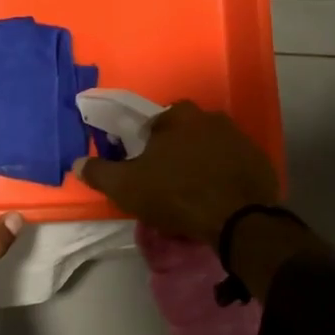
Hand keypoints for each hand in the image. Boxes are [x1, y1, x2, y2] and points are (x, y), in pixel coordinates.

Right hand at [71, 100, 279, 244]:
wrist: (238, 219)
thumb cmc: (176, 195)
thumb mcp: (126, 187)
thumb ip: (99, 172)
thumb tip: (76, 163)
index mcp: (177, 116)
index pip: (153, 125)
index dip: (144, 147)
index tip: (142, 169)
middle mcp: (210, 117)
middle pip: (183, 134)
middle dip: (173, 153)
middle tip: (166, 183)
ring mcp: (239, 137)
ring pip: (209, 148)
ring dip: (200, 164)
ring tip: (192, 194)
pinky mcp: (258, 160)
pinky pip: (232, 165)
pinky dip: (223, 177)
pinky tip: (217, 198)